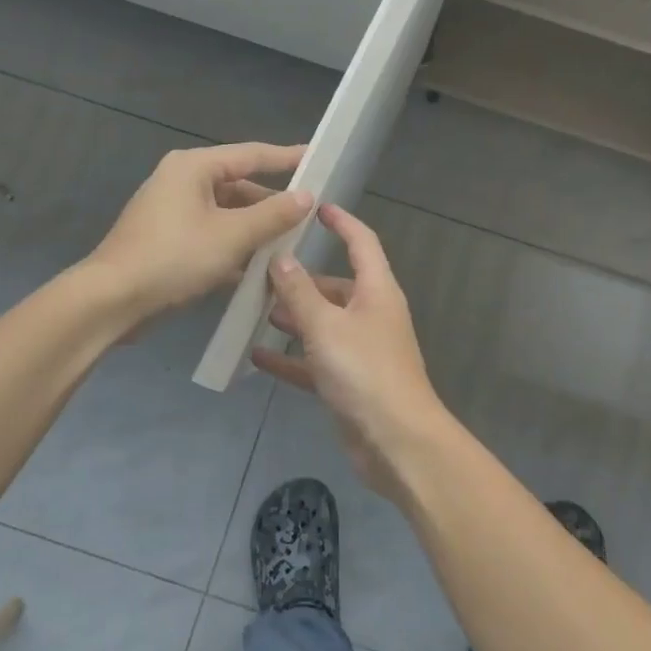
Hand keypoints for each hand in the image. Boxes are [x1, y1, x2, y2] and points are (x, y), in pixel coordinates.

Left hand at [88, 143, 311, 321]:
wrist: (111, 301)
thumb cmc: (174, 258)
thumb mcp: (232, 235)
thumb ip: (273, 214)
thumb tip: (306, 196)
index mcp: (194, 167)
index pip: (251, 154)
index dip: (287, 157)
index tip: (317, 158)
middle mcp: (181, 182)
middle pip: (238, 185)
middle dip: (272, 204)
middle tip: (309, 214)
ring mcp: (171, 212)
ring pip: (225, 214)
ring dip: (254, 230)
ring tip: (291, 245)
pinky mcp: (167, 241)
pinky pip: (211, 235)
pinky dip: (234, 247)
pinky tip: (259, 269)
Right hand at [251, 203, 456, 501]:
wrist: (397, 442)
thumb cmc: (364, 371)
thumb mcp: (325, 326)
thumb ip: (299, 292)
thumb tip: (280, 258)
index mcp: (376, 291)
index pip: (362, 242)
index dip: (341, 222)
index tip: (316, 208)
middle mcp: (371, 315)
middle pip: (335, 286)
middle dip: (301, 279)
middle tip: (260, 272)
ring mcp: (361, 350)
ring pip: (322, 324)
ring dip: (293, 317)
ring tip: (254, 311)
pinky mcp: (348, 382)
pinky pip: (314, 361)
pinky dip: (290, 357)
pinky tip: (257, 356)